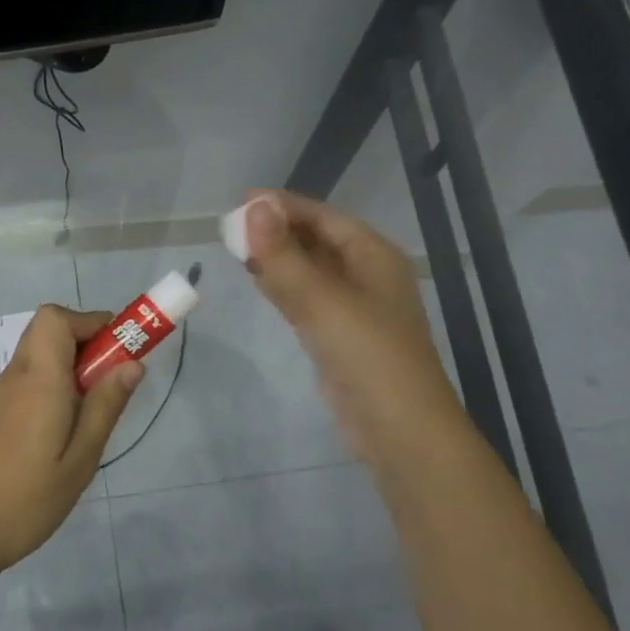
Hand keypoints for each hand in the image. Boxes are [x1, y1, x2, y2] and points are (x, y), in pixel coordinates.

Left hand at [0, 305, 141, 582]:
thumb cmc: (26, 500)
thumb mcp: (80, 459)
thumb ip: (105, 406)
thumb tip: (133, 363)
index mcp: (38, 379)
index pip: (56, 317)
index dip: (91, 322)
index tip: (121, 351)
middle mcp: (16, 376)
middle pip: (48, 329)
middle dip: (87, 341)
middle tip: (111, 381)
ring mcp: (0, 395)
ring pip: (39, 354)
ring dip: (71, 364)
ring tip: (93, 411)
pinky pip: (29, 379)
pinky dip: (54, 384)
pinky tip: (65, 429)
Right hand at [241, 189, 455, 467]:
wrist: (398, 428)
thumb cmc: (367, 355)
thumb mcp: (322, 300)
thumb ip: (284, 255)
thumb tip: (254, 208)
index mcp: (373, 255)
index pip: (323, 217)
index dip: (283, 206)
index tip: (241, 202)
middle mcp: (366, 274)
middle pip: (317, 240)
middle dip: (278, 230)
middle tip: (231, 227)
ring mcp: (354, 307)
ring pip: (310, 270)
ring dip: (278, 257)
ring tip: (238, 248)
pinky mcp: (339, 336)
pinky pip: (307, 298)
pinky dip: (284, 286)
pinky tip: (261, 282)